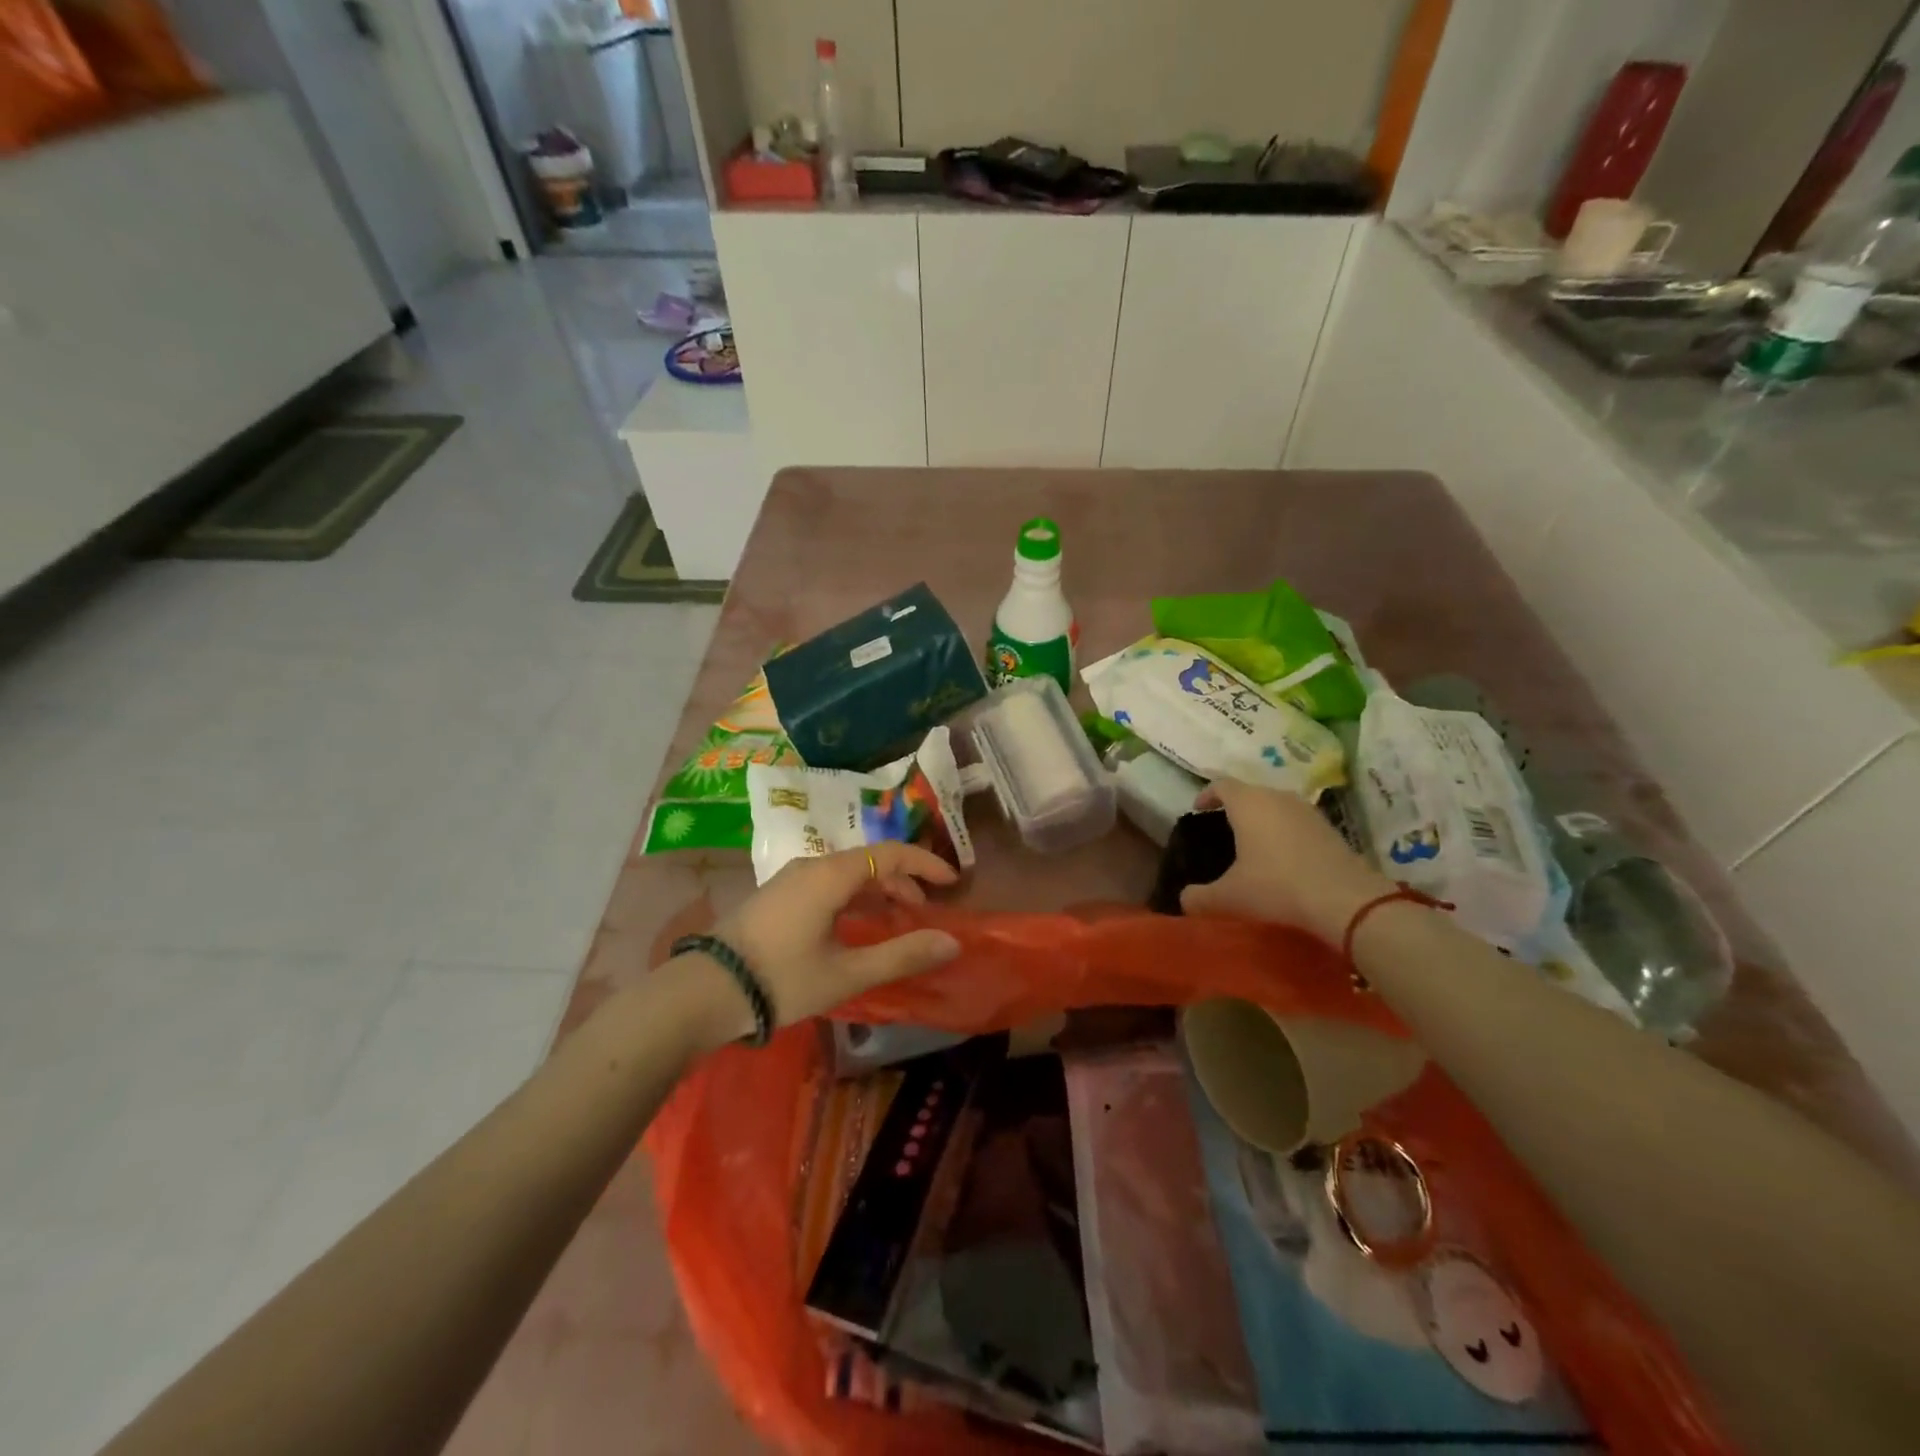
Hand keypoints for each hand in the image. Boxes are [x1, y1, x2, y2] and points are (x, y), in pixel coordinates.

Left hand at [700, 842, 961, 1037]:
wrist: (703, 993)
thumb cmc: (781, 979)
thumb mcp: (847, 972)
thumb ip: (901, 955)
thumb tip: (951, 942)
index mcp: (830, 875)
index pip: (889, 853)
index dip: (925, 863)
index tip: (952, 882)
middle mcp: (811, 867)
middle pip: (868, 861)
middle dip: (902, 880)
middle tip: (924, 911)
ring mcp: (789, 880)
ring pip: (846, 873)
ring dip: (877, 891)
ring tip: (895, 920)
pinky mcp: (776, 897)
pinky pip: (826, 885)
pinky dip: (853, 898)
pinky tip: (854, 927)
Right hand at [1180, 779, 1393, 945]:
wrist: (1345, 900)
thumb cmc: (1277, 887)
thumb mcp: (1229, 897)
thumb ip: (1199, 897)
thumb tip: (1184, 899)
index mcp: (1248, 803)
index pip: (1221, 784)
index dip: (1206, 794)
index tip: (1197, 808)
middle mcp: (1277, 797)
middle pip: (1250, 791)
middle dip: (1234, 806)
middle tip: (1221, 827)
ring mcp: (1307, 810)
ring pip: (1275, 804)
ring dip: (1262, 818)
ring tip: (1252, 842)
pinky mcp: (1329, 827)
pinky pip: (1296, 820)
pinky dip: (1284, 831)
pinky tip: (1283, 856)